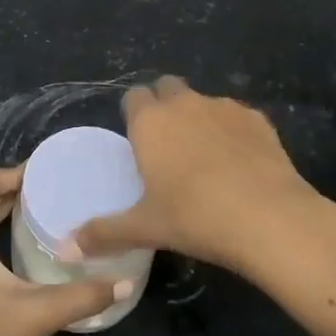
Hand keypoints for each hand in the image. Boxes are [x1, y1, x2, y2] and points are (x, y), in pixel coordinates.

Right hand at [72, 75, 323, 275]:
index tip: (138, 142)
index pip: (133, 96)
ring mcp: (224, 107)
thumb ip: (104, 233)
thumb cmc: (195, 218)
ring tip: (207, 160)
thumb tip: (65, 248)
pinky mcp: (258, 119)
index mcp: (151, 121)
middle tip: (168, 146)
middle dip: (165, 105)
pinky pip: (237, 117)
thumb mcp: (145, 228)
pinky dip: (233, 132)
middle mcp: (184, 103)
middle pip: (167, 87)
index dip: (134, 114)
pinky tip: (240, 165)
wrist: (269, 217)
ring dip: (199, 119)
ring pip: (203, 101)